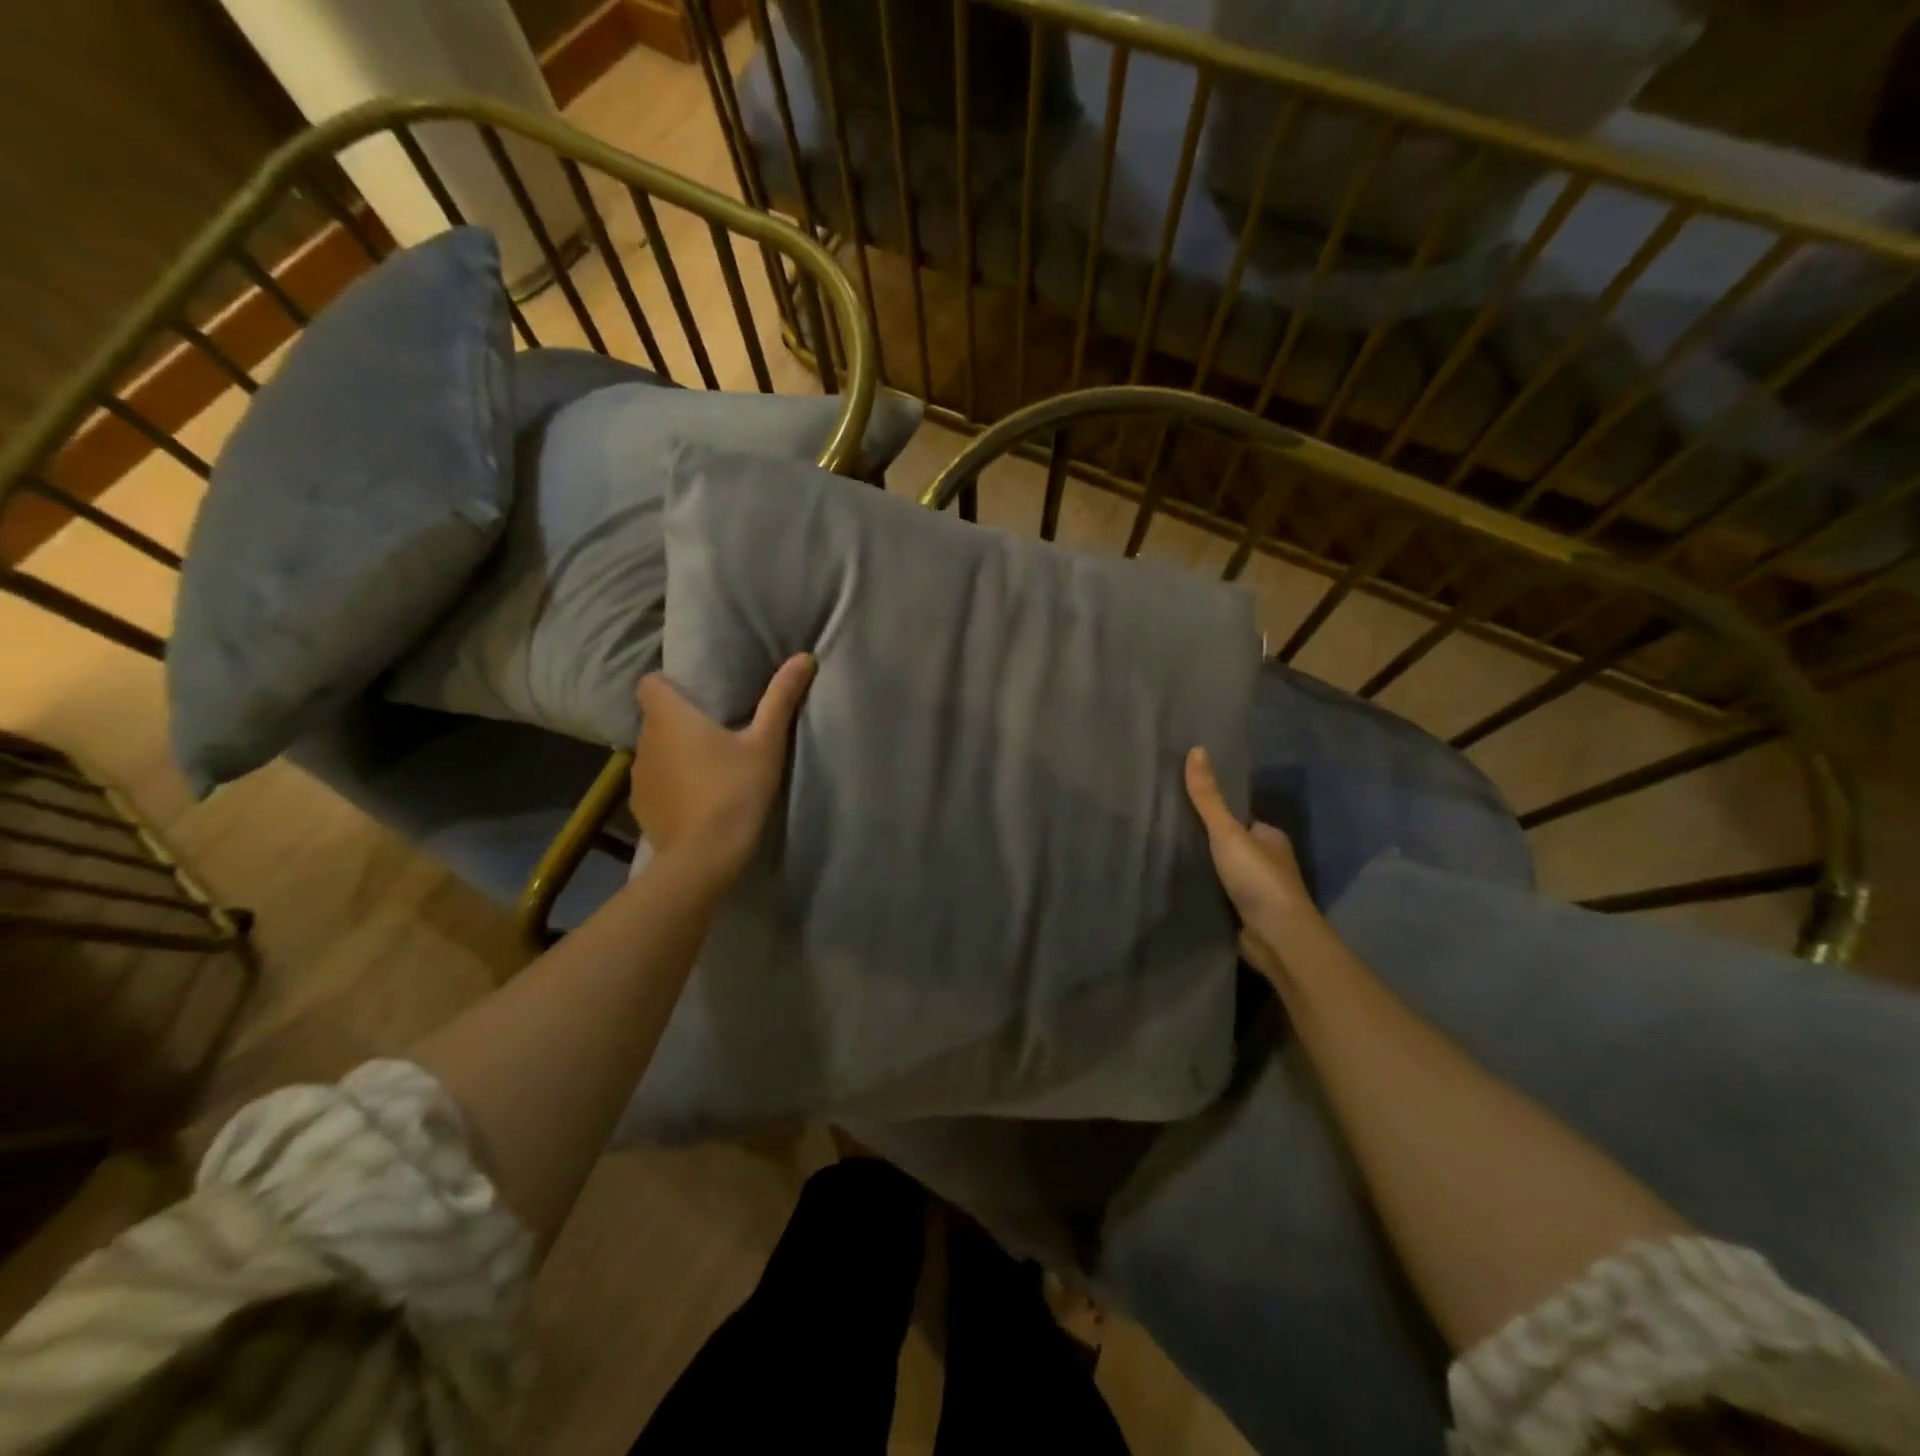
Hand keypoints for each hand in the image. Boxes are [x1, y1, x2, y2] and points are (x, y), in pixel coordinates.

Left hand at [629, 653, 815, 884]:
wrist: (704, 857)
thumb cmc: (735, 790)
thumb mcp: (766, 743)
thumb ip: (780, 698)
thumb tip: (804, 656)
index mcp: (670, 716)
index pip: (650, 682)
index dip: (670, 684)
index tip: (698, 694)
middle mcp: (645, 740)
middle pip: (655, 717)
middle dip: (679, 720)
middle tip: (717, 730)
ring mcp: (638, 776)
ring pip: (654, 751)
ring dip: (674, 753)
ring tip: (707, 766)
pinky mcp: (641, 807)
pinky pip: (654, 782)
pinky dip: (670, 784)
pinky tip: (696, 799)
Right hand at [1185, 746, 1318, 983]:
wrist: (1277, 937)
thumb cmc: (1258, 878)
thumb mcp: (1227, 831)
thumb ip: (1208, 797)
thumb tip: (1196, 748)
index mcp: (1271, 838)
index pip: (1240, 820)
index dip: (1217, 815)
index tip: (1183, 810)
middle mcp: (1269, 863)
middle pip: (1232, 846)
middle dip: (1208, 844)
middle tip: (1169, 835)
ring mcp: (1259, 893)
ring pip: (1226, 873)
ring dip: (1205, 870)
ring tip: (1168, 861)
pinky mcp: (1247, 917)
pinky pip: (1221, 897)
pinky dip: (1205, 893)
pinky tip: (1181, 889)